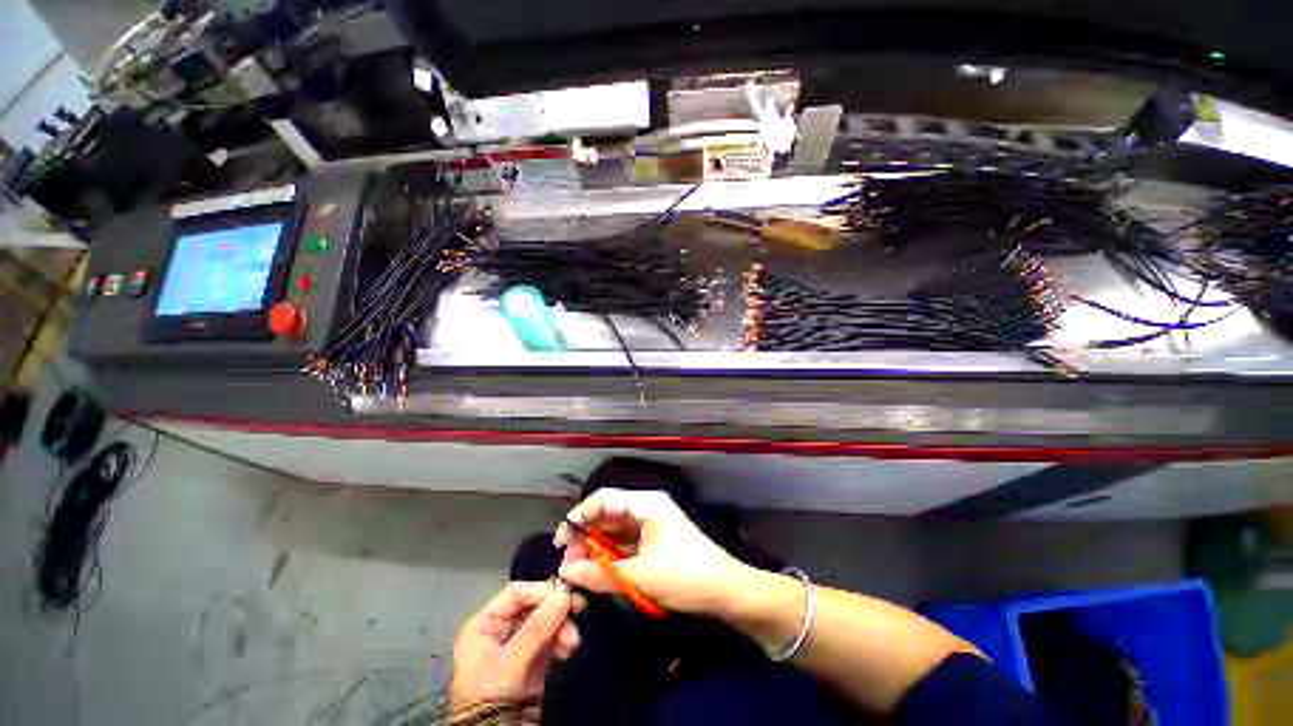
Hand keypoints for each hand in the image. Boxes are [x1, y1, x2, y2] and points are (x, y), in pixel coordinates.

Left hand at [449, 581, 580, 711]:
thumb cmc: (489, 698)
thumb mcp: (510, 662)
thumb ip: (537, 628)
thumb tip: (563, 594)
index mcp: (486, 624)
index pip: (517, 594)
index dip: (541, 591)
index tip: (565, 594)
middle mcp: (503, 630)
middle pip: (535, 606)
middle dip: (556, 610)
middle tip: (578, 608)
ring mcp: (520, 646)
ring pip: (547, 622)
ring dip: (563, 627)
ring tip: (572, 641)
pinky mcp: (535, 662)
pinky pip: (553, 640)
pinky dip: (563, 641)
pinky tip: (569, 649)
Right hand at [555, 488, 747, 616]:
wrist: (726, 591)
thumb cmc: (685, 576)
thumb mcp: (640, 576)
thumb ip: (600, 573)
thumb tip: (566, 572)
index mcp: (646, 503)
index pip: (603, 499)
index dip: (578, 516)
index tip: (560, 542)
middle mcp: (647, 507)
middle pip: (608, 514)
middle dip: (585, 536)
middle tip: (569, 564)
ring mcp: (652, 523)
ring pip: (615, 529)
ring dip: (597, 547)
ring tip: (580, 570)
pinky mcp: (655, 539)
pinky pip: (626, 542)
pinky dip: (611, 554)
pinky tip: (599, 570)